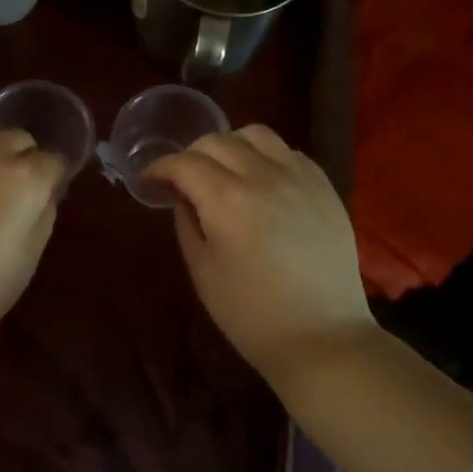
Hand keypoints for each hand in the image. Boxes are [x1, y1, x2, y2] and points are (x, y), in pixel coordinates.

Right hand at [145, 126, 373, 380]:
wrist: (322, 337)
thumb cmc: (251, 314)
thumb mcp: (203, 270)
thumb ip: (186, 222)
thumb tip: (181, 195)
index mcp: (227, 200)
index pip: (184, 163)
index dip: (160, 167)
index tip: (148, 179)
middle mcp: (264, 176)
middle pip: (217, 141)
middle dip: (191, 154)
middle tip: (182, 178)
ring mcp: (299, 177)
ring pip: (256, 134)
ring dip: (230, 146)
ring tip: (224, 170)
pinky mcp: (324, 186)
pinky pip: (289, 151)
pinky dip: (266, 155)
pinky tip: (261, 180)